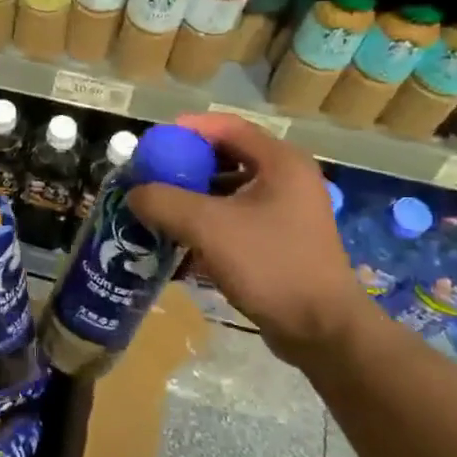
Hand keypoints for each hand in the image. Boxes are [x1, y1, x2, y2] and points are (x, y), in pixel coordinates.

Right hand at [126, 114, 365, 362]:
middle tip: (152, 177)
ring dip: (194, 196)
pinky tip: (183, 241)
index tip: (153, 144)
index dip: (187, 130)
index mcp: (280, 162)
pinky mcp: (282, 240)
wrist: (321, 330)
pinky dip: (209, 222)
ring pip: (230, 190)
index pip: (227, 126)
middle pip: (227, 157)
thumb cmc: (269, 265)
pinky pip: (237, 218)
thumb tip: (135, 193)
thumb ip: (164, 201)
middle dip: (186, 166)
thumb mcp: (207, 227)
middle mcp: (288, 179)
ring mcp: (287, 211)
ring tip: (161, 209)